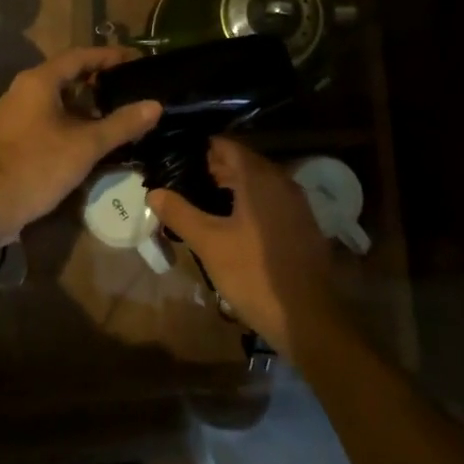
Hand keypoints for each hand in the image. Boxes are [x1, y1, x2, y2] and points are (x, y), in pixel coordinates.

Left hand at [0, 45, 160, 247]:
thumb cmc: (38, 165)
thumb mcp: (86, 145)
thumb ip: (122, 124)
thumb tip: (155, 105)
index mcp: (40, 81)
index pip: (80, 56)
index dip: (109, 56)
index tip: (136, 60)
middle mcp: (24, 90)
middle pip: (67, 75)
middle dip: (99, 79)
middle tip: (130, 86)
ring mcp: (15, 114)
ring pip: (57, 98)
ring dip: (85, 103)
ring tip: (116, 111)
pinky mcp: (13, 136)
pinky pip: (47, 117)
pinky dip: (71, 120)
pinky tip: (90, 137)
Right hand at [147, 138, 345, 360]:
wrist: (309, 317)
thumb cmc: (254, 274)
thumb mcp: (210, 244)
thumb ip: (180, 214)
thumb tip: (154, 192)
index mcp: (260, 178)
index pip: (228, 146)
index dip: (203, 149)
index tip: (179, 157)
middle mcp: (281, 181)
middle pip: (245, 162)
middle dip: (216, 167)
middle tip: (185, 179)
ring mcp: (296, 203)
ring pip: (259, 182)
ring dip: (233, 185)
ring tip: (203, 198)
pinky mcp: (302, 224)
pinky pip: (271, 199)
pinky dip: (250, 201)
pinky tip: (232, 220)